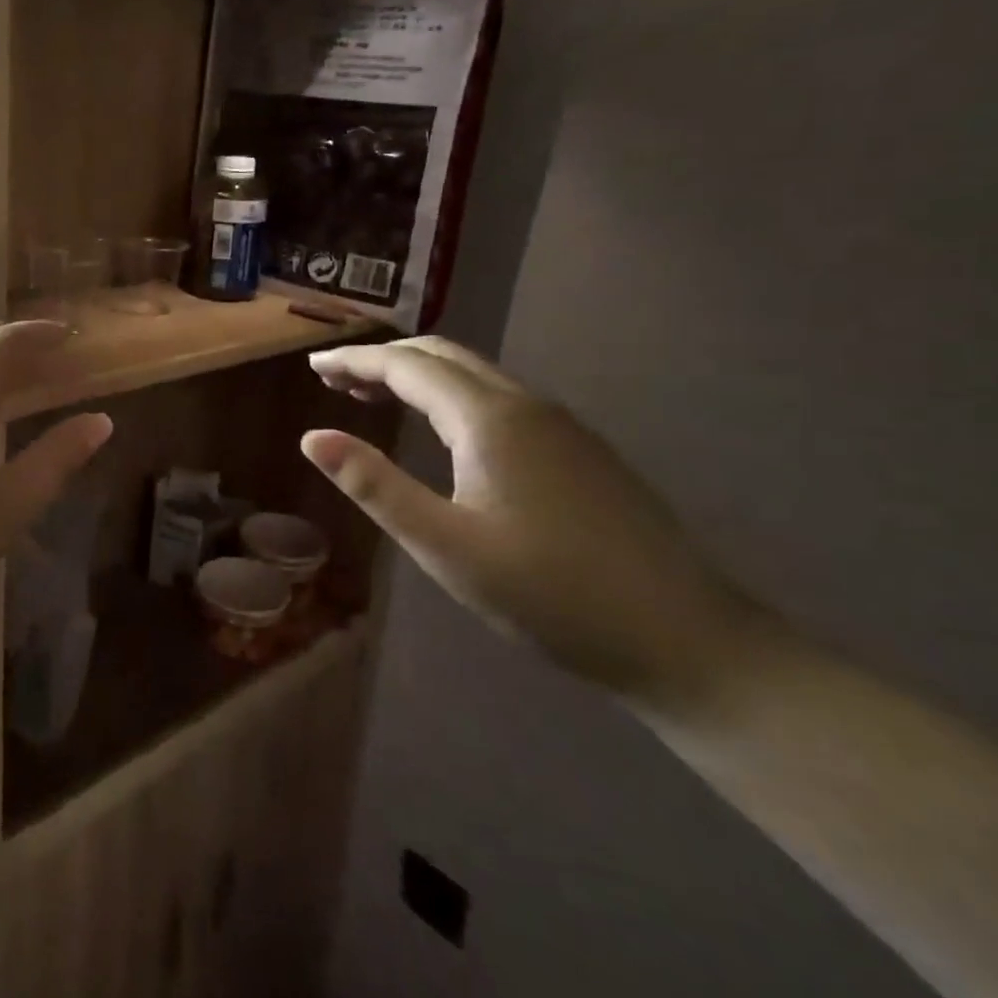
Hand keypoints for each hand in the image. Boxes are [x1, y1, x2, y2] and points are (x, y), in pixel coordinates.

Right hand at [301, 336, 759, 711]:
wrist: (685, 641)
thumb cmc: (549, 593)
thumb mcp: (444, 544)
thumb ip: (375, 485)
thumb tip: (312, 437)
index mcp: (490, 419)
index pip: (407, 366)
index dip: (356, 360)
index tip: (314, 365)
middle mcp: (526, 405)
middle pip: (443, 356)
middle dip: (384, 359)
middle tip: (335, 379)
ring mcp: (561, 426)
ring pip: (474, 375)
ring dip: (418, 376)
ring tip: (374, 397)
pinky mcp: (579, 452)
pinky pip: (498, 398)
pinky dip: (451, 396)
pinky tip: (442, 431)